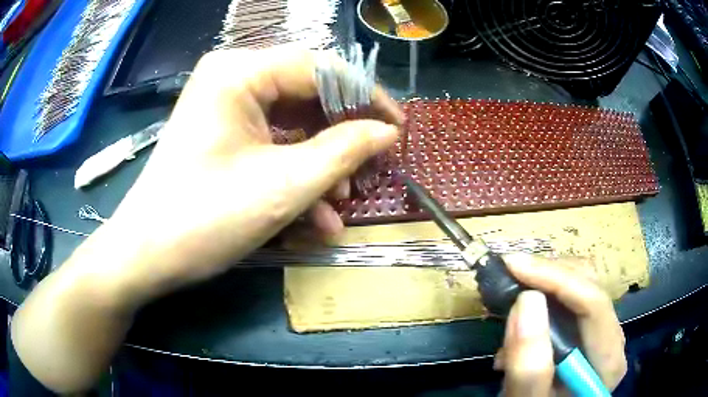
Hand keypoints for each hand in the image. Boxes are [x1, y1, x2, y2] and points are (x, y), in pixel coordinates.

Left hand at [97, 48, 402, 303]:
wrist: (147, 255)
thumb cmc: (205, 218)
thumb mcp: (285, 185)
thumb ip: (345, 151)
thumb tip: (388, 132)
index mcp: (240, 71)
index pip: (321, 67)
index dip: (368, 96)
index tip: (398, 128)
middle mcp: (232, 77)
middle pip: (308, 95)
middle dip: (343, 137)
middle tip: (372, 171)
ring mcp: (226, 105)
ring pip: (293, 124)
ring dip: (322, 165)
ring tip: (341, 205)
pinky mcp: (223, 133)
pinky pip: (272, 143)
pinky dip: (296, 174)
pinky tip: (314, 215)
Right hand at [495, 254, 626, 396]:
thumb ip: (529, 366)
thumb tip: (527, 299)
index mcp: (608, 360)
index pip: (593, 304)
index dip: (555, 279)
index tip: (513, 266)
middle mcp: (612, 338)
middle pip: (589, 285)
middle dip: (547, 276)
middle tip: (509, 279)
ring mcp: (601, 331)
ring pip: (580, 283)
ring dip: (543, 285)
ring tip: (511, 308)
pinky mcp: (587, 330)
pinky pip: (569, 297)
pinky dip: (542, 297)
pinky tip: (521, 323)